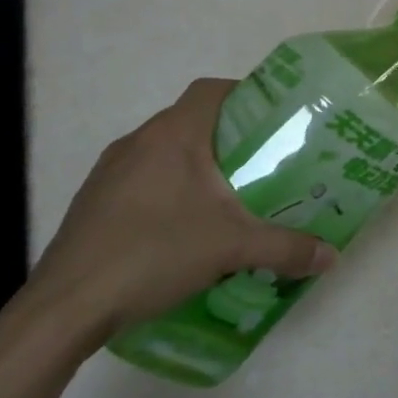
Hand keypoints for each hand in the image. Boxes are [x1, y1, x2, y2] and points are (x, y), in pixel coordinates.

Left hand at [25, 79, 335, 340]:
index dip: (246, 95)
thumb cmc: (153, 253)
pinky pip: (143, 180)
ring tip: (229, 199)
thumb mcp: (232, 248)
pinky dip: (169, 191)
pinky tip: (184, 229)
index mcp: (172, 135)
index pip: (212, 90)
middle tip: (264, 165)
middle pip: (192, 121)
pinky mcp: (94, 202)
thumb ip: (286, 248)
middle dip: (230, 139)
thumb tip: (331, 256)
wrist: (66, 306)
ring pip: (165, 153)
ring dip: (197, 167)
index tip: (275, 120)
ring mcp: (110, 172)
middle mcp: (138, 141)